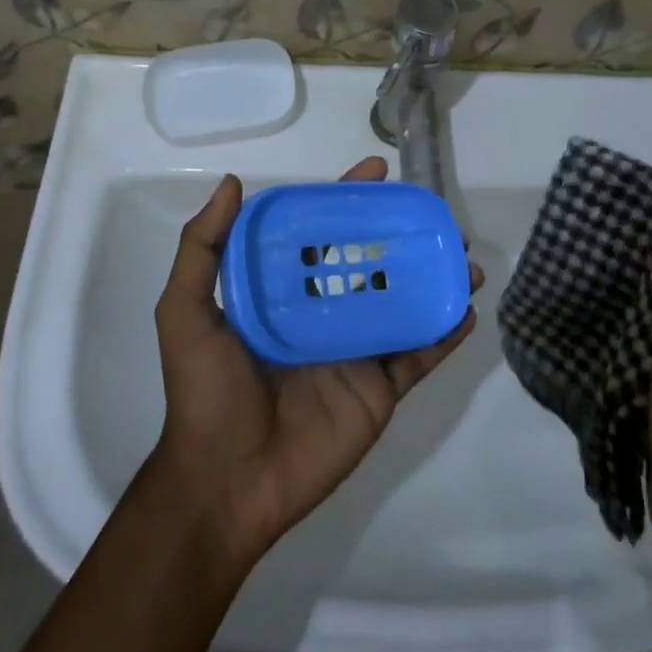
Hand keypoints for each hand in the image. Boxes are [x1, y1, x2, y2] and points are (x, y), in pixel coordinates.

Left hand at [149, 157, 481, 564]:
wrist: (226, 481)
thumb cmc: (205, 391)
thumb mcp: (185, 312)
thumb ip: (203, 248)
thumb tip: (233, 183)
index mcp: (282, 292)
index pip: (321, 233)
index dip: (348, 199)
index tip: (378, 171)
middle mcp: (323, 313)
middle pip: (370, 262)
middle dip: (403, 235)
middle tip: (437, 214)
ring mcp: (355, 352)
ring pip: (402, 303)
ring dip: (434, 279)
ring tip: (463, 255)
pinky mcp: (378, 390)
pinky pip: (417, 355)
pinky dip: (444, 333)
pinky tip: (466, 309)